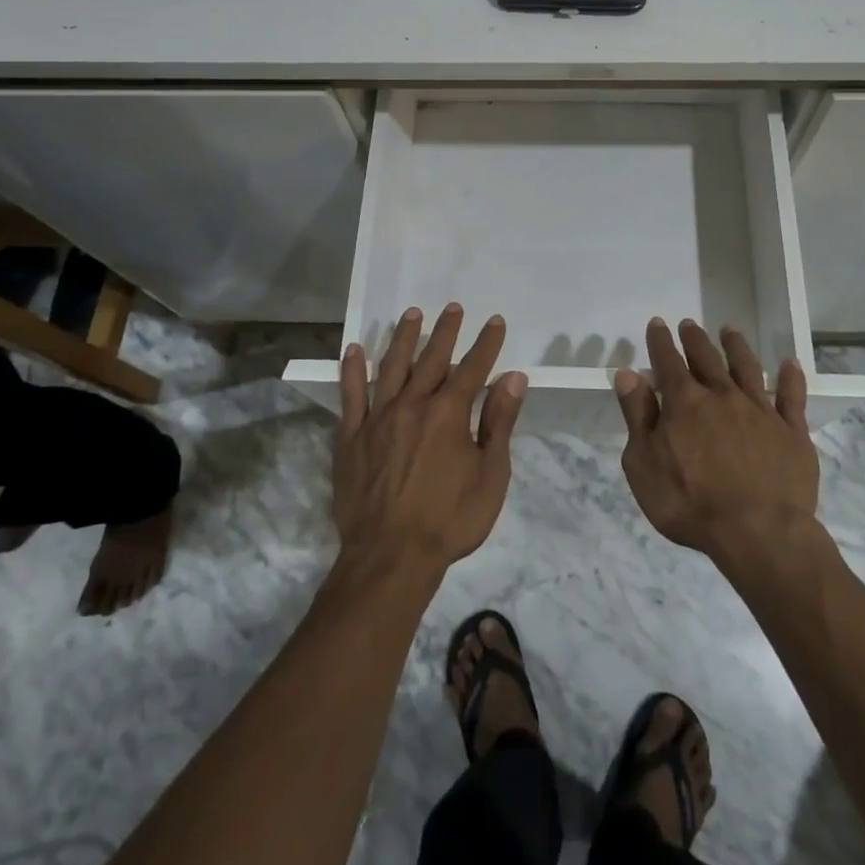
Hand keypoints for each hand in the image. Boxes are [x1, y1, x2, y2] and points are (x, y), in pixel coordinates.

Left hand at [333, 304, 527, 579]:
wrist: (391, 557)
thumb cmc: (449, 520)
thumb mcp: (490, 476)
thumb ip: (499, 423)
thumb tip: (514, 378)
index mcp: (448, 413)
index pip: (472, 368)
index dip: (486, 344)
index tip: (495, 322)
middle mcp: (412, 404)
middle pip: (431, 359)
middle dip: (445, 331)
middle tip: (453, 307)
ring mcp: (378, 418)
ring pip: (391, 366)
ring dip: (403, 338)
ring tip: (412, 314)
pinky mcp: (352, 436)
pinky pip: (350, 395)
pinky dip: (352, 370)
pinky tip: (354, 349)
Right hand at [615, 319, 819, 563]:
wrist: (758, 533)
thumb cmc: (689, 503)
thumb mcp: (643, 465)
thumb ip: (637, 417)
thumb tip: (628, 375)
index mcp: (684, 402)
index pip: (668, 361)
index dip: (660, 341)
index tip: (657, 324)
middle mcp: (722, 396)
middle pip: (707, 358)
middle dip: (695, 339)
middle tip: (690, 324)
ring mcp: (760, 411)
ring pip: (747, 368)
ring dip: (737, 347)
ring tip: (730, 331)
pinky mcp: (792, 432)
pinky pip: (792, 397)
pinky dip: (790, 378)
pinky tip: (789, 364)